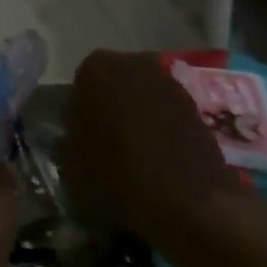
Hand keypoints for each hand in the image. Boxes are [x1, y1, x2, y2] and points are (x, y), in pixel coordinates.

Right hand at [59, 50, 232, 247]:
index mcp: (96, 69)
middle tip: (107, 149)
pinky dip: (162, 132)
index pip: (79, 87)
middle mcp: (135, 63)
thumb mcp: (71, 168)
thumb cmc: (117, 178)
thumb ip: (67, 143)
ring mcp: (171, 82)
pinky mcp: (199, 107)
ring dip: (137, 120)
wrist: (190, 204)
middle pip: (113, 87)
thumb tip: (73, 138)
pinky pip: (168, 115)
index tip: (81, 143)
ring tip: (136, 159)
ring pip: (143, 99)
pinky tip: (160, 163)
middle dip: (110, 111)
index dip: (79, 117)